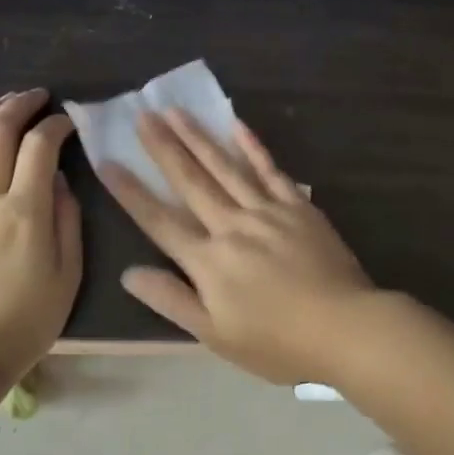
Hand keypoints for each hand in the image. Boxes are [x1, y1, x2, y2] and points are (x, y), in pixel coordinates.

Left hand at [0, 89, 82, 379]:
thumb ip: (67, 221)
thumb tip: (60, 181)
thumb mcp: (68, 276)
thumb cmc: (23, 322)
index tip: (68, 123)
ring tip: (3, 104)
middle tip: (36, 97)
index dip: (56, 125)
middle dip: (19, 105)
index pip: (40, 147)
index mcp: (26, 212)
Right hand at [102, 110, 376, 383]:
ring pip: (225, 167)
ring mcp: (267, 211)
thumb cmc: (277, 343)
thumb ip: (172, 301)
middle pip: (190, 182)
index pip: (159, 220)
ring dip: (199, 138)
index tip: (108, 161)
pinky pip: (270, 170)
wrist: (344, 327)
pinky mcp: (297, 205)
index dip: (131, 192)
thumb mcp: (216, 335)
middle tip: (141, 115)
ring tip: (175, 111)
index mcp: (208, 261)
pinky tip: (236, 125)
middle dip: (163, 148)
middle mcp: (232, 226)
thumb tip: (129, 273)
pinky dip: (252, 147)